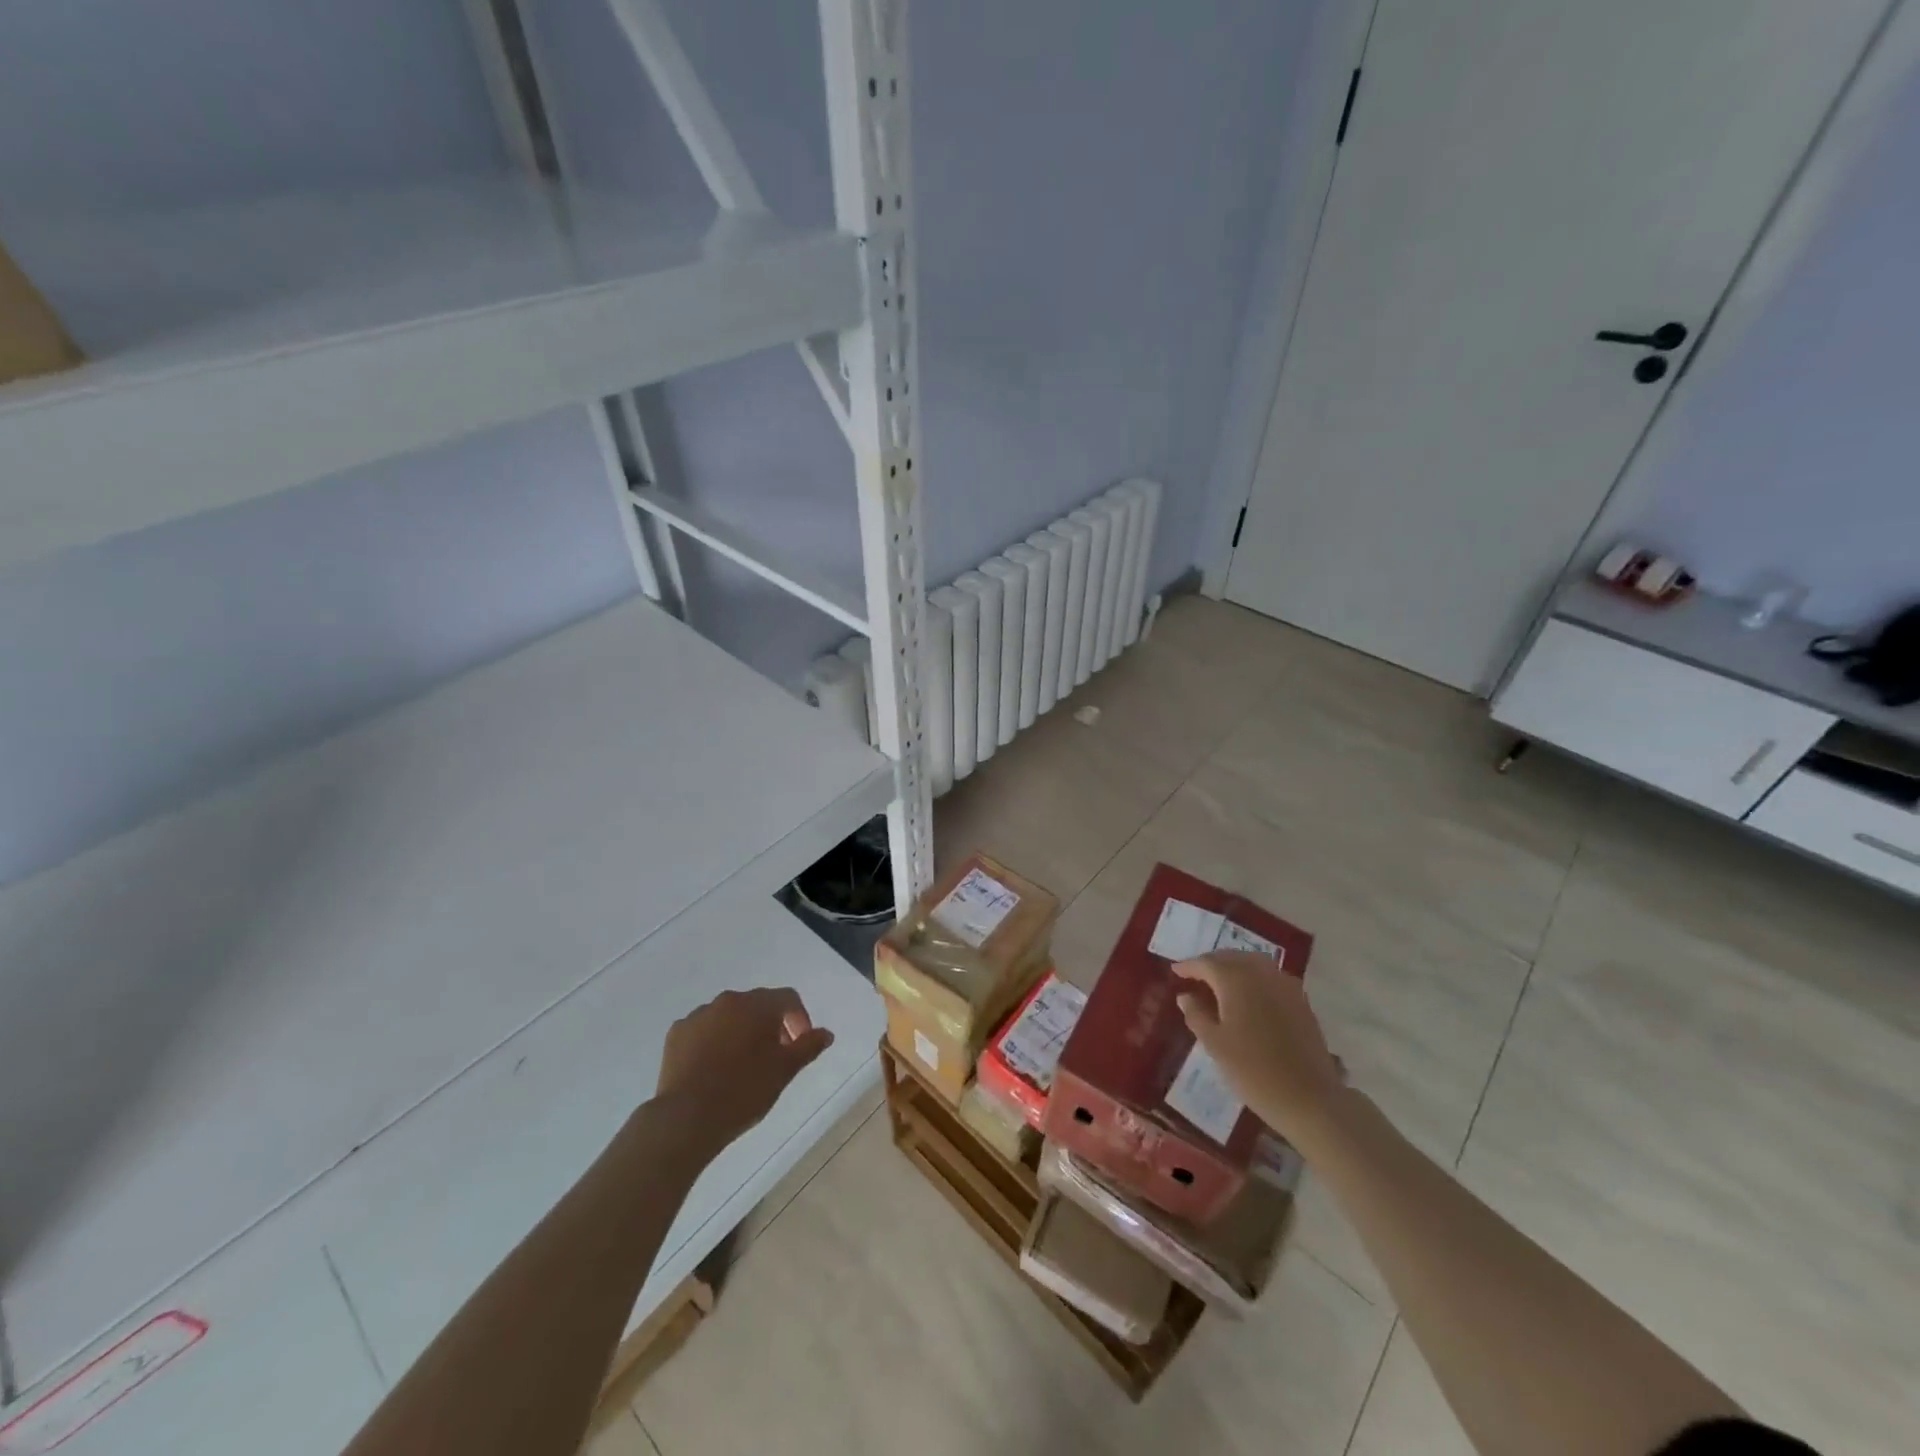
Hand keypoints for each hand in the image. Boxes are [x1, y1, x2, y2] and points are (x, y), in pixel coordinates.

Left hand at [655, 987, 834, 1153]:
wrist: (686, 1118)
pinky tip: (714, 1068)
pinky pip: (704, 1030)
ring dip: (741, 1031)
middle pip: (757, 1005)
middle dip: (770, 1025)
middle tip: (774, 1057)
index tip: (799, 1046)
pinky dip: (714, 1041)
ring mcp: (698, 1015)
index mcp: (757, 1005)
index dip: (799, 1019)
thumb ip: (808, 1047)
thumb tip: (826, 1033)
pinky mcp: (676, 1034)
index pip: (788, 998)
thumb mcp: (784, 1071)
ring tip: (742, 1064)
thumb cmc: (744, 1091)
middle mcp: (727, 1000)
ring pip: (729, 1016)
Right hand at [1172, 952, 1346, 1147]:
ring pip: (1254, 963)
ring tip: (1220, 983)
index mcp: (1235, 980)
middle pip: (1232, 957)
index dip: (1189, 966)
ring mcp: (1285, 985)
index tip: (1175, 971)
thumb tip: (1185, 996)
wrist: (1309, 1098)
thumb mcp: (1215, 1044)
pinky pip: (1271, 977)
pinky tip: (1249, 995)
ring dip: (1234, 967)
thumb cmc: (1253, 1071)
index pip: (1207, 963)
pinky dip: (1255, 978)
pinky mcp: (1301, 1001)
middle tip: (1195, 975)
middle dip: (1212, 963)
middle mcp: (1261, 974)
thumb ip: (1196, 1015)